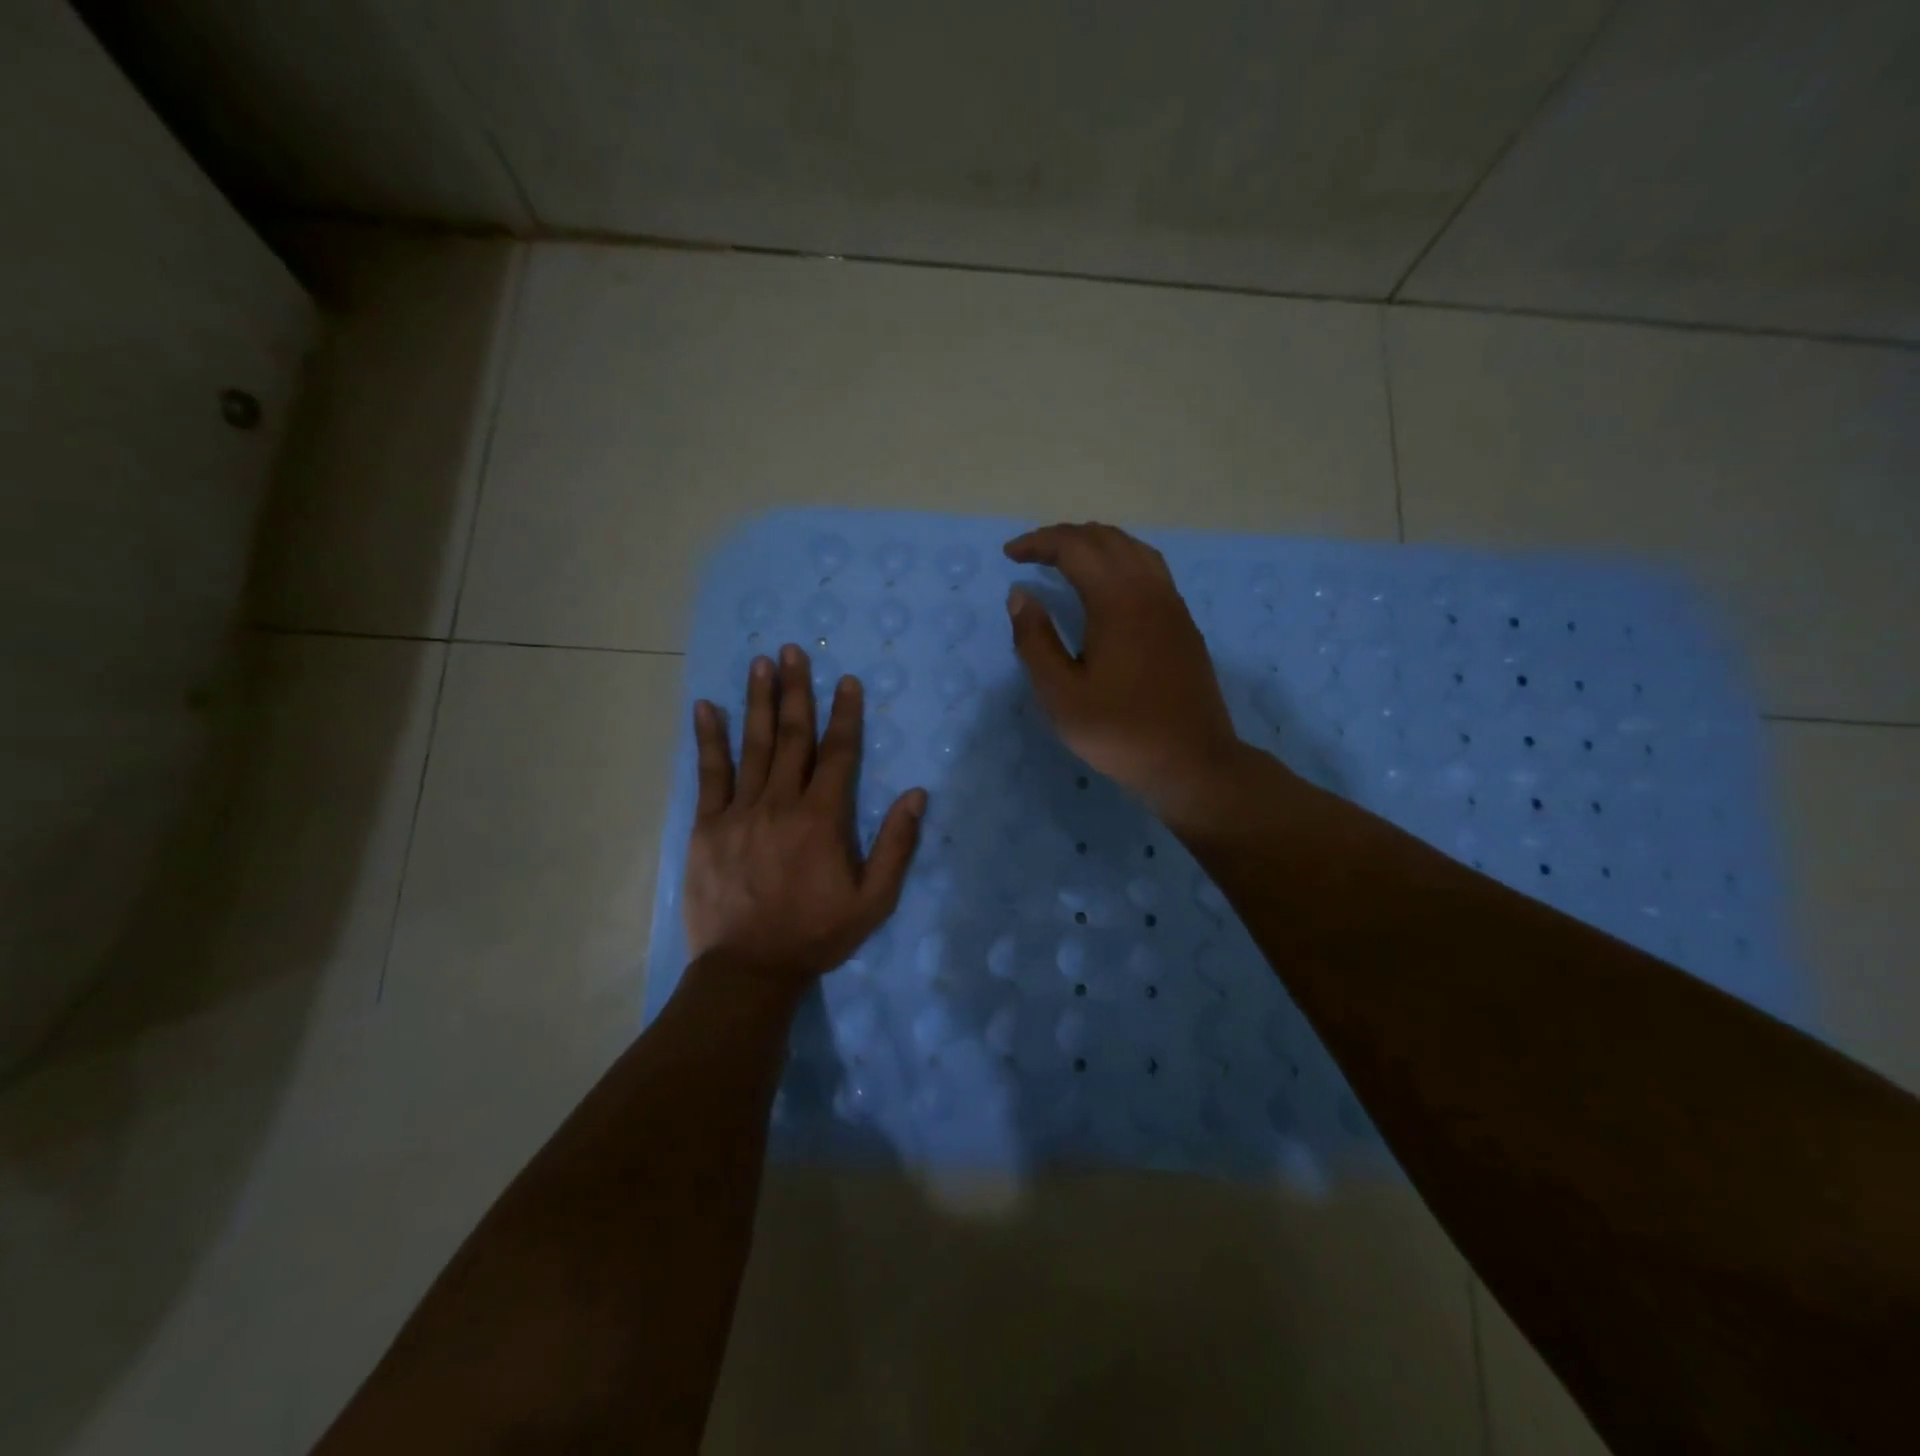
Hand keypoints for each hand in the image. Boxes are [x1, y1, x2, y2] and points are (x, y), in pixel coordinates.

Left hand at [683, 645, 925, 989]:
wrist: (748, 969)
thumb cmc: (816, 934)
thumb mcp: (873, 900)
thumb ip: (896, 846)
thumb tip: (917, 794)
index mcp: (822, 819)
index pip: (837, 753)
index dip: (844, 714)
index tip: (846, 681)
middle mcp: (780, 804)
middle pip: (792, 737)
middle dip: (796, 691)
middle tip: (793, 650)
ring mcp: (739, 812)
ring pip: (753, 746)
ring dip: (758, 701)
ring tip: (760, 663)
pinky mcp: (708, 826)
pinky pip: (709, 774)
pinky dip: (709, 739)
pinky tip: (706, 707)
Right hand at [1004, 522, 1246, 824]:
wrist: (1192, 762)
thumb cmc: (1120, 732)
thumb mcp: (1061, 695)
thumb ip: (1036, 641)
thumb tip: (1020, 595)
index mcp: (1117, 602)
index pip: (1075, 548)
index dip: (1039, 543)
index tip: (1010, 554)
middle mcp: (1149, 590)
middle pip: (1106, 539)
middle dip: (1064, 537)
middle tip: (1032, 553)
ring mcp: (1172, 605)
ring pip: (1133, 549)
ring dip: (1096, 543)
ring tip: (1067, 559)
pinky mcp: (1183, 623)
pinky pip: (1150, 568)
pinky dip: (1120, 559)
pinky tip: (1108, 584)